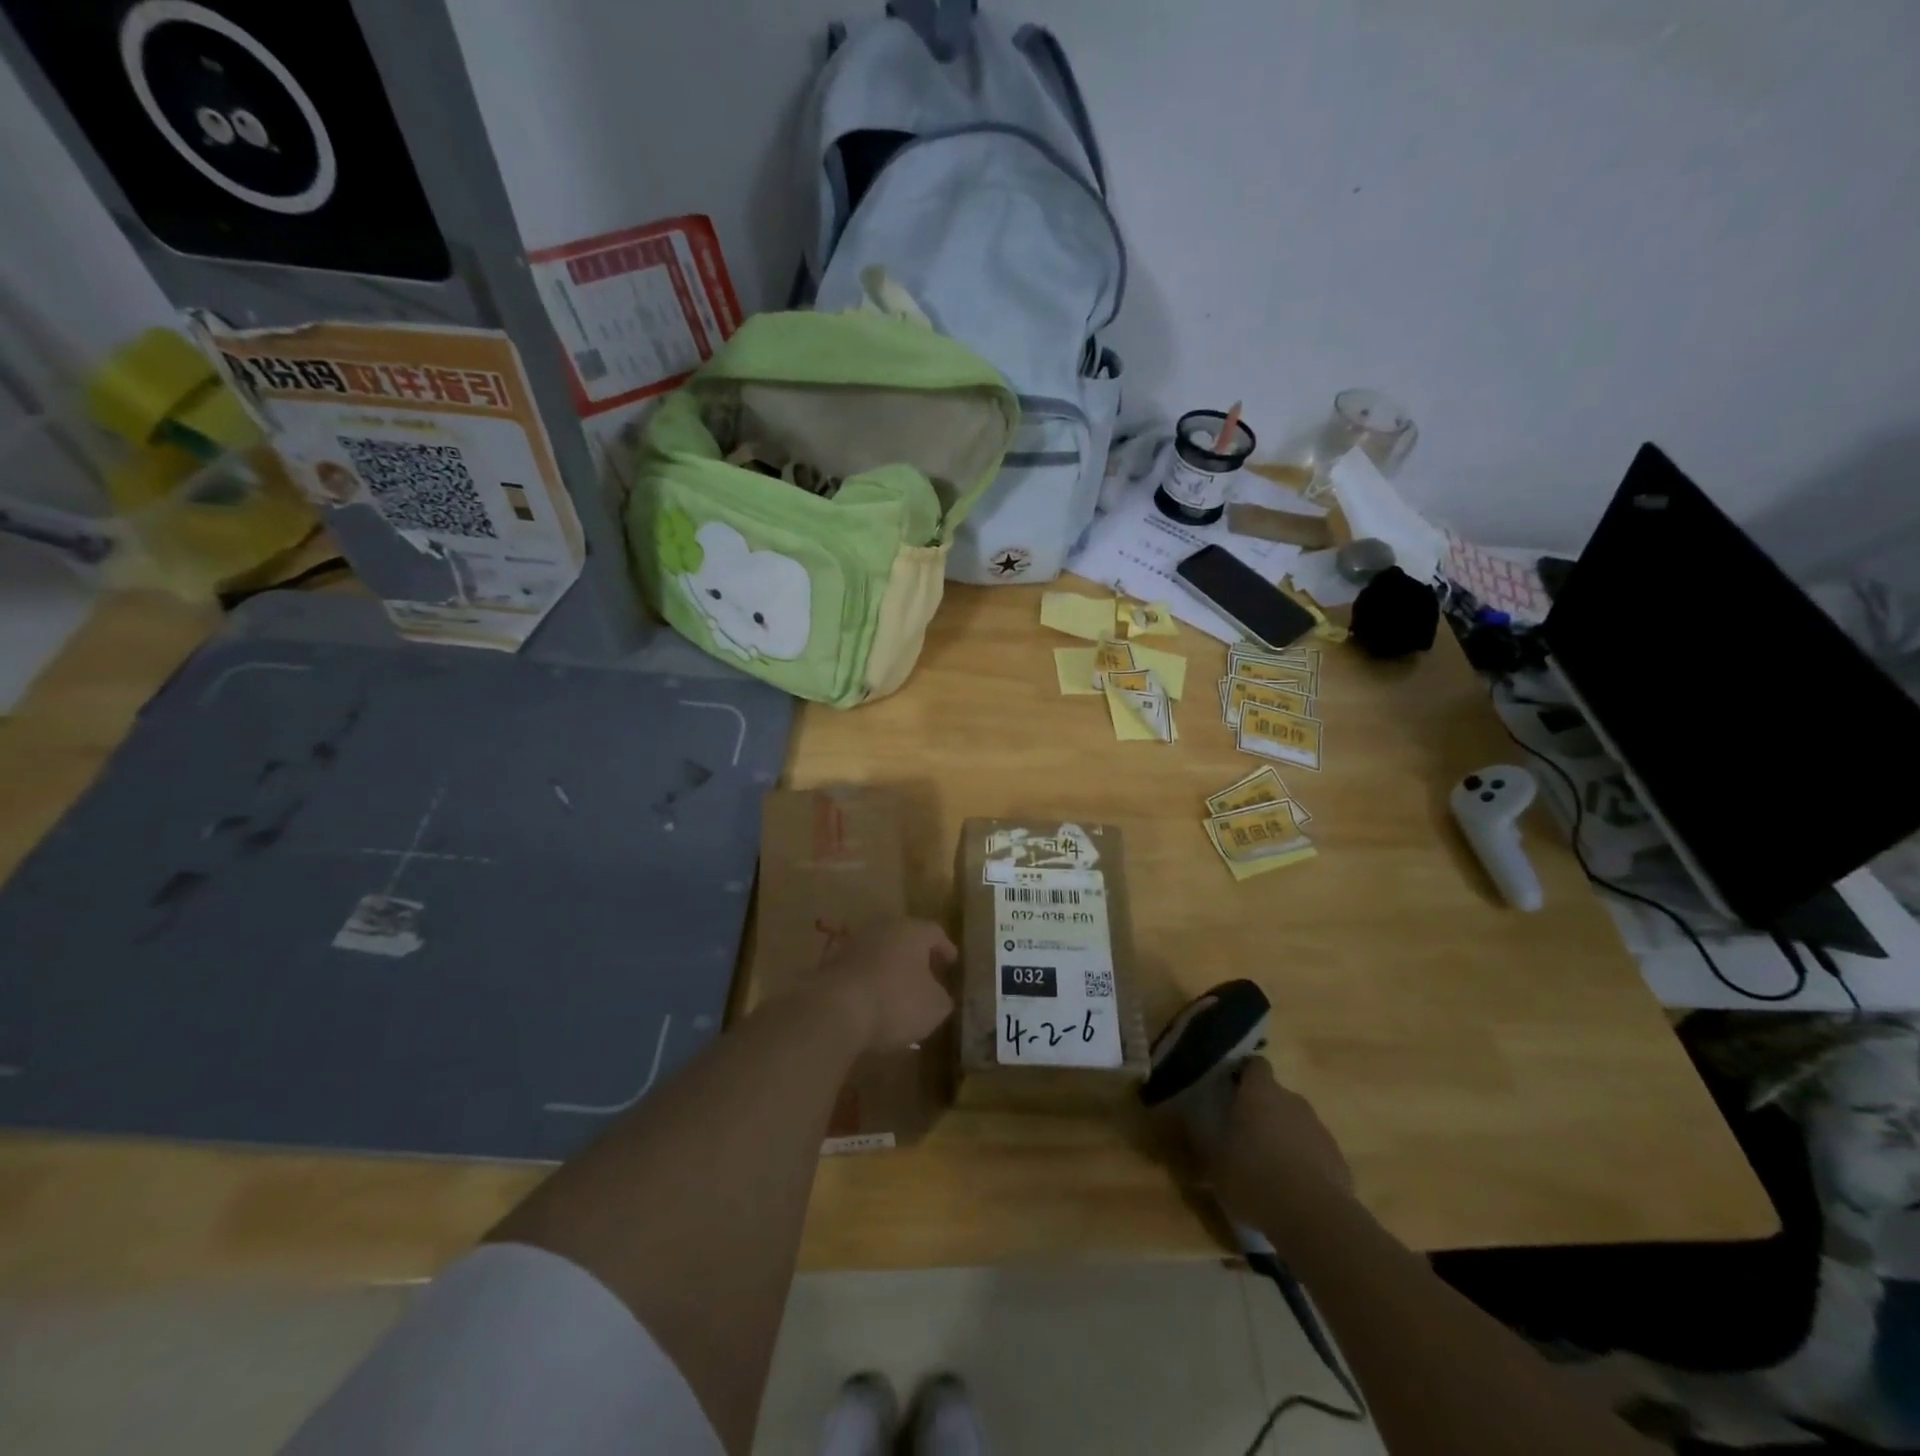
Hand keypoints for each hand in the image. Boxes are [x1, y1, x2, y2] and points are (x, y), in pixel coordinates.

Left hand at [817, 918, 955, 1051]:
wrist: (835, 1010)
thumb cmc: (896, 1002)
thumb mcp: (934, 1007)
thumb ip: (942, 998)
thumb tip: (939, 996)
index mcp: (912, 931)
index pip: (935, 932)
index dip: (945, 948)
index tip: (952, 962)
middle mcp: (883, 928)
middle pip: (905, 937)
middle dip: (916, 955)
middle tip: (927, 974)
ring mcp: (854, 943)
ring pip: (879, 951)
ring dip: (890, 966)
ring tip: (897, 989)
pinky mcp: (831, 963)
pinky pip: (858, 968)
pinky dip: (867, 979)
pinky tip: (871, 998)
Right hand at [1210, 1059, 1353, 1216]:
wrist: (1314, 1217)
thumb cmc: (1254, 1177)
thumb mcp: (1216, 1164)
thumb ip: (1209, 1145)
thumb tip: (1201, 1139)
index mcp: (1260, 1092)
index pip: (1255, 1065)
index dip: (1244, 1074)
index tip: (1232, 1090)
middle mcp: (1292, 1101)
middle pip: (1276, 1096)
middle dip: (1263, 1112)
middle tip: (1245, 1136)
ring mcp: (1319, 1129)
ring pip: (1297, 1124)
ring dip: (1285, 1138)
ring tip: (1270, 1168)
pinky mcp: (1338, 1159)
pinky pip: (1315, 1152)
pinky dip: (1305, 1163)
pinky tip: (1293, 1190)